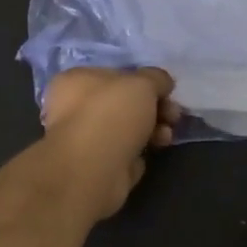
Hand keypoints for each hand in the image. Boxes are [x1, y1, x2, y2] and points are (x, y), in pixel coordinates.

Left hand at [40, 67, 180, 220]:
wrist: (93, 171)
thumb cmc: (111, 115)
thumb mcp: (142, 83)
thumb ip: (156, 78)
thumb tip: (163, 83)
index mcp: (75, 81)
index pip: (115, 75)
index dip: (144, 81)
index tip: (166, 91)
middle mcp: (73, 108)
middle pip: (123, 103)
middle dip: (154, 107)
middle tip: (173, 114)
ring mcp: (84, 139)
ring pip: (127, 128)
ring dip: (153, 128)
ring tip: (166, 136)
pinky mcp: (96, 166)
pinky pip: (126, 152)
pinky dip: (142, 150)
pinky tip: (156, 150)